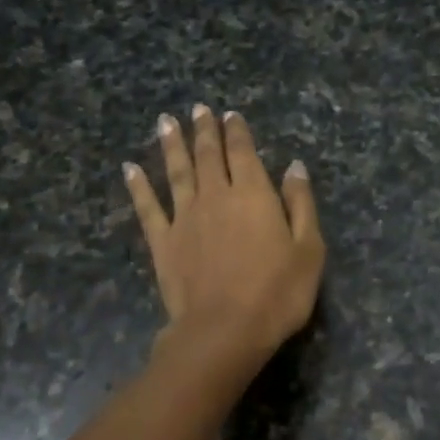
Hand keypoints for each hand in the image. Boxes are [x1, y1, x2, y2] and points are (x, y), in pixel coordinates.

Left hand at [124, 105, 324, 370]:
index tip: (230, 114)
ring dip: (171, 145)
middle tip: (197, 109)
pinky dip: (138, 186)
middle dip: (204, 130)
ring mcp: (185, 218)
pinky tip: (130, 169)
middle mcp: (216, 196)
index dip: (237, 132)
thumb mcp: (309, 249)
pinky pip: (148, 207)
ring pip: (176, 172)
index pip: (244, 152)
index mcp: (254, 194)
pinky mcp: (163, 242)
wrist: (225, 330)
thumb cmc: (277, 293)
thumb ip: (301, 204)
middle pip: (208, 155)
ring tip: (165, 122)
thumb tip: (294, 167)